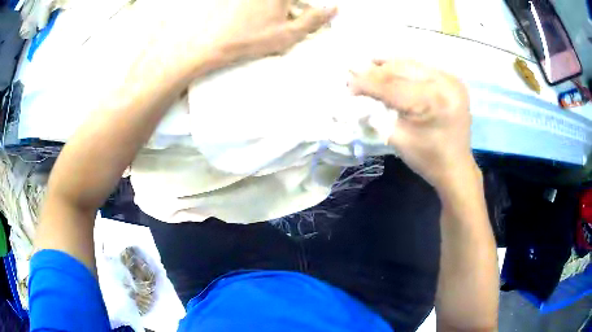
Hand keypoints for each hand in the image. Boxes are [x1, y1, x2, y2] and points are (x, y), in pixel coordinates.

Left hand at [134, 0, 336, 70]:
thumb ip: (314, 20)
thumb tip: (334, 8)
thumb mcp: (287, 34)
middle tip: (295, 16)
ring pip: (274, 3)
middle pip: (288, 1)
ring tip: (271, 23)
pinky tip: (254, 18)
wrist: (207, 42)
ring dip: (280, 9)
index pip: (304, 0)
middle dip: (295, 8)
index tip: (307, 15)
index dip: (307, 9)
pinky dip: (263, 9)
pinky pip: (257, 4)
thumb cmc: (248, 39)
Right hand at [349, 60, 475, 190]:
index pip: (392, 86)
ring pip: (411, 64)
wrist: (455, 166)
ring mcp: (451, 80)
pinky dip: (404, 68)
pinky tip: (388, 66)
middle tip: (353, 72)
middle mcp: (445, 84)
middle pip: (401, 70)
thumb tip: (357, 93)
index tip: (347, 85)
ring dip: (388, 65)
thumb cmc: (427, 158)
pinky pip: (422, 68)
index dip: (367, 83)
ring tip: (368, 65)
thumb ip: (377, 112)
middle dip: (375, 72)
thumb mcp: (397, 137)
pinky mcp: (452, 80)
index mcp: (433, 102)